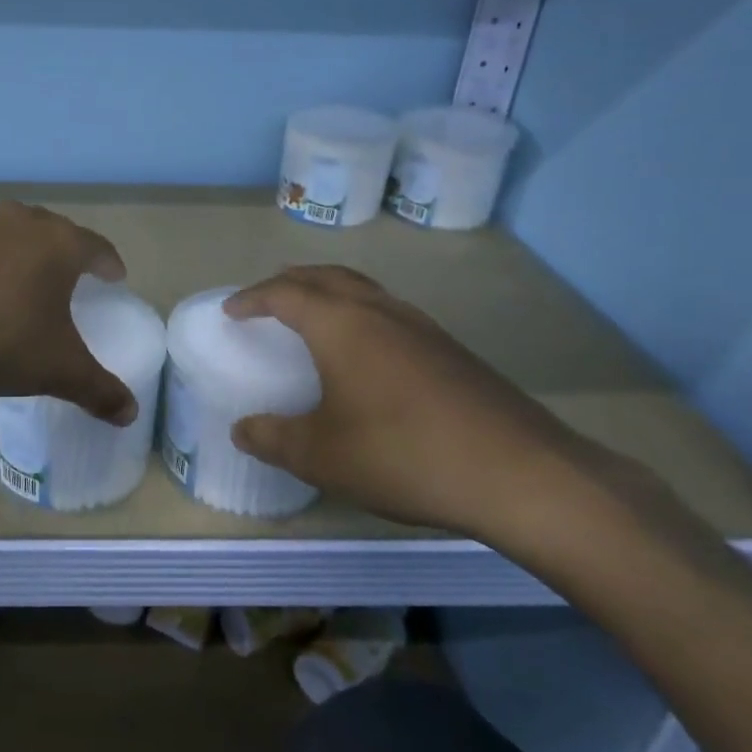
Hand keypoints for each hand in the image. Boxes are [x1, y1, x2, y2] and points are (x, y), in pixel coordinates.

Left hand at [0, 201, 137, 425]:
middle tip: (66, 278)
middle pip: (50, 231)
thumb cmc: (1, 338)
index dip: (108, 263)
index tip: (113, 277)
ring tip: (15, 285)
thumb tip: (131, 415)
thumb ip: (98, 390)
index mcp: (58, 244)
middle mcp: (18, 223)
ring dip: (15, 255)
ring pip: (5, 235)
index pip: (95, 247)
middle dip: (62, 252)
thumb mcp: (57, 370)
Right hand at [225, 265, 606, 539]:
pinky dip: (361, 314)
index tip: (231, 310)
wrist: (521, 474)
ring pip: (364, 289)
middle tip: (268, 298)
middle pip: (326, 276)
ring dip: (330, 293)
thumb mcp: (322, 456)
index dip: (252, 298)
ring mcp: (421, 326)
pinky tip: (367, 353)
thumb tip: (242, 429)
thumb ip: (274, 438)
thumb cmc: (403, 454)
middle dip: (291, 281)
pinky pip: (390, 312)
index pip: (284, 293)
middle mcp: (379, 311)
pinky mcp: (451, 349)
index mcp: (340, 323)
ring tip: (313, 317)